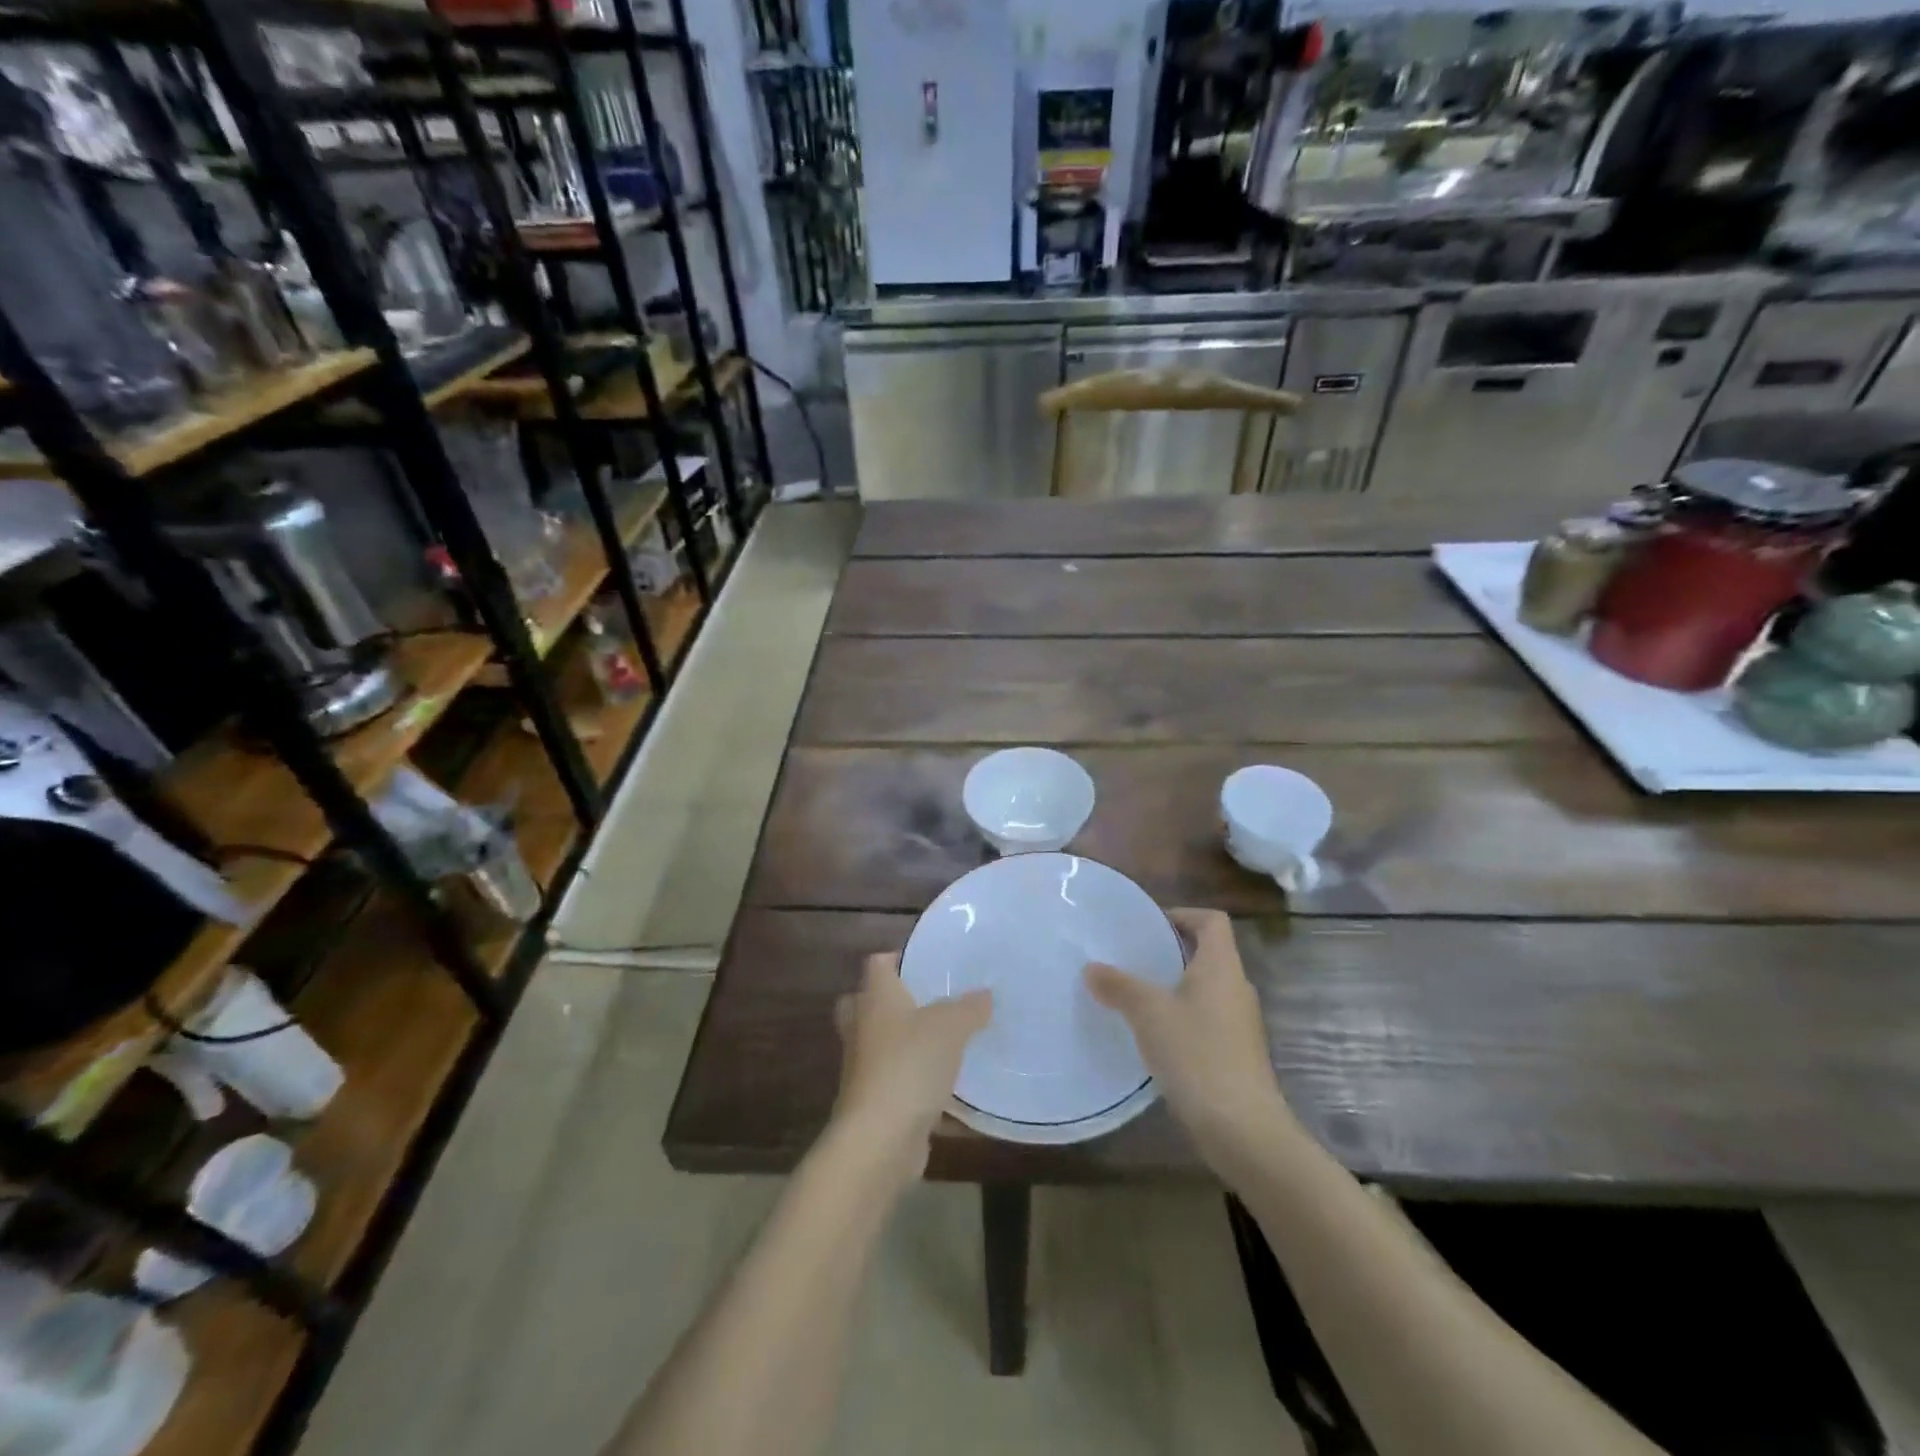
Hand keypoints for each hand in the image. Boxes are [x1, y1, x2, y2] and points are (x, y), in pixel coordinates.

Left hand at [829, 954, 991, 1179]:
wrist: (880, 1138)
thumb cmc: (910, 1064)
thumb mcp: (951, 1027)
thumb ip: (970, 1007)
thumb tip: (985, 994)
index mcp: (875, 997)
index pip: (878, 963)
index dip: (898, 958)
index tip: (928, 962)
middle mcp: (862, 1027)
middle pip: (869, 1003)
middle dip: (894, 1002)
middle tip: (929, 1002)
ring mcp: (863, 1067)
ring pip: (882, 1045)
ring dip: (906, 1045)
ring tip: (946, 1043)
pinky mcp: (874, 1102)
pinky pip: (898, 1084)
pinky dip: (919, 1086)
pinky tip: (952, 1092)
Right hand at [1085, 908, 1293, 1164]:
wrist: (1243, 1129)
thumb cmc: (1197, 1055)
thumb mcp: (1148, 1014)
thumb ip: (1119, 986)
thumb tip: (1091, 968)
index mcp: (1222, 967)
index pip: (1212, 921)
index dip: (1183, 914)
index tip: (1149, 925)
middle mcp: (1236, 988)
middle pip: (1208, 954)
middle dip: (1171, 952)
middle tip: (1133, 958)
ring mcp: (1240, 1024)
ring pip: (1206, 990)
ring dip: (1174, 987)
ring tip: (1136, 996)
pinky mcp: (1237, 1055)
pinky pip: (1206, 1020)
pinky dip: (1182, 1018)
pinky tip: (1153, 1037)